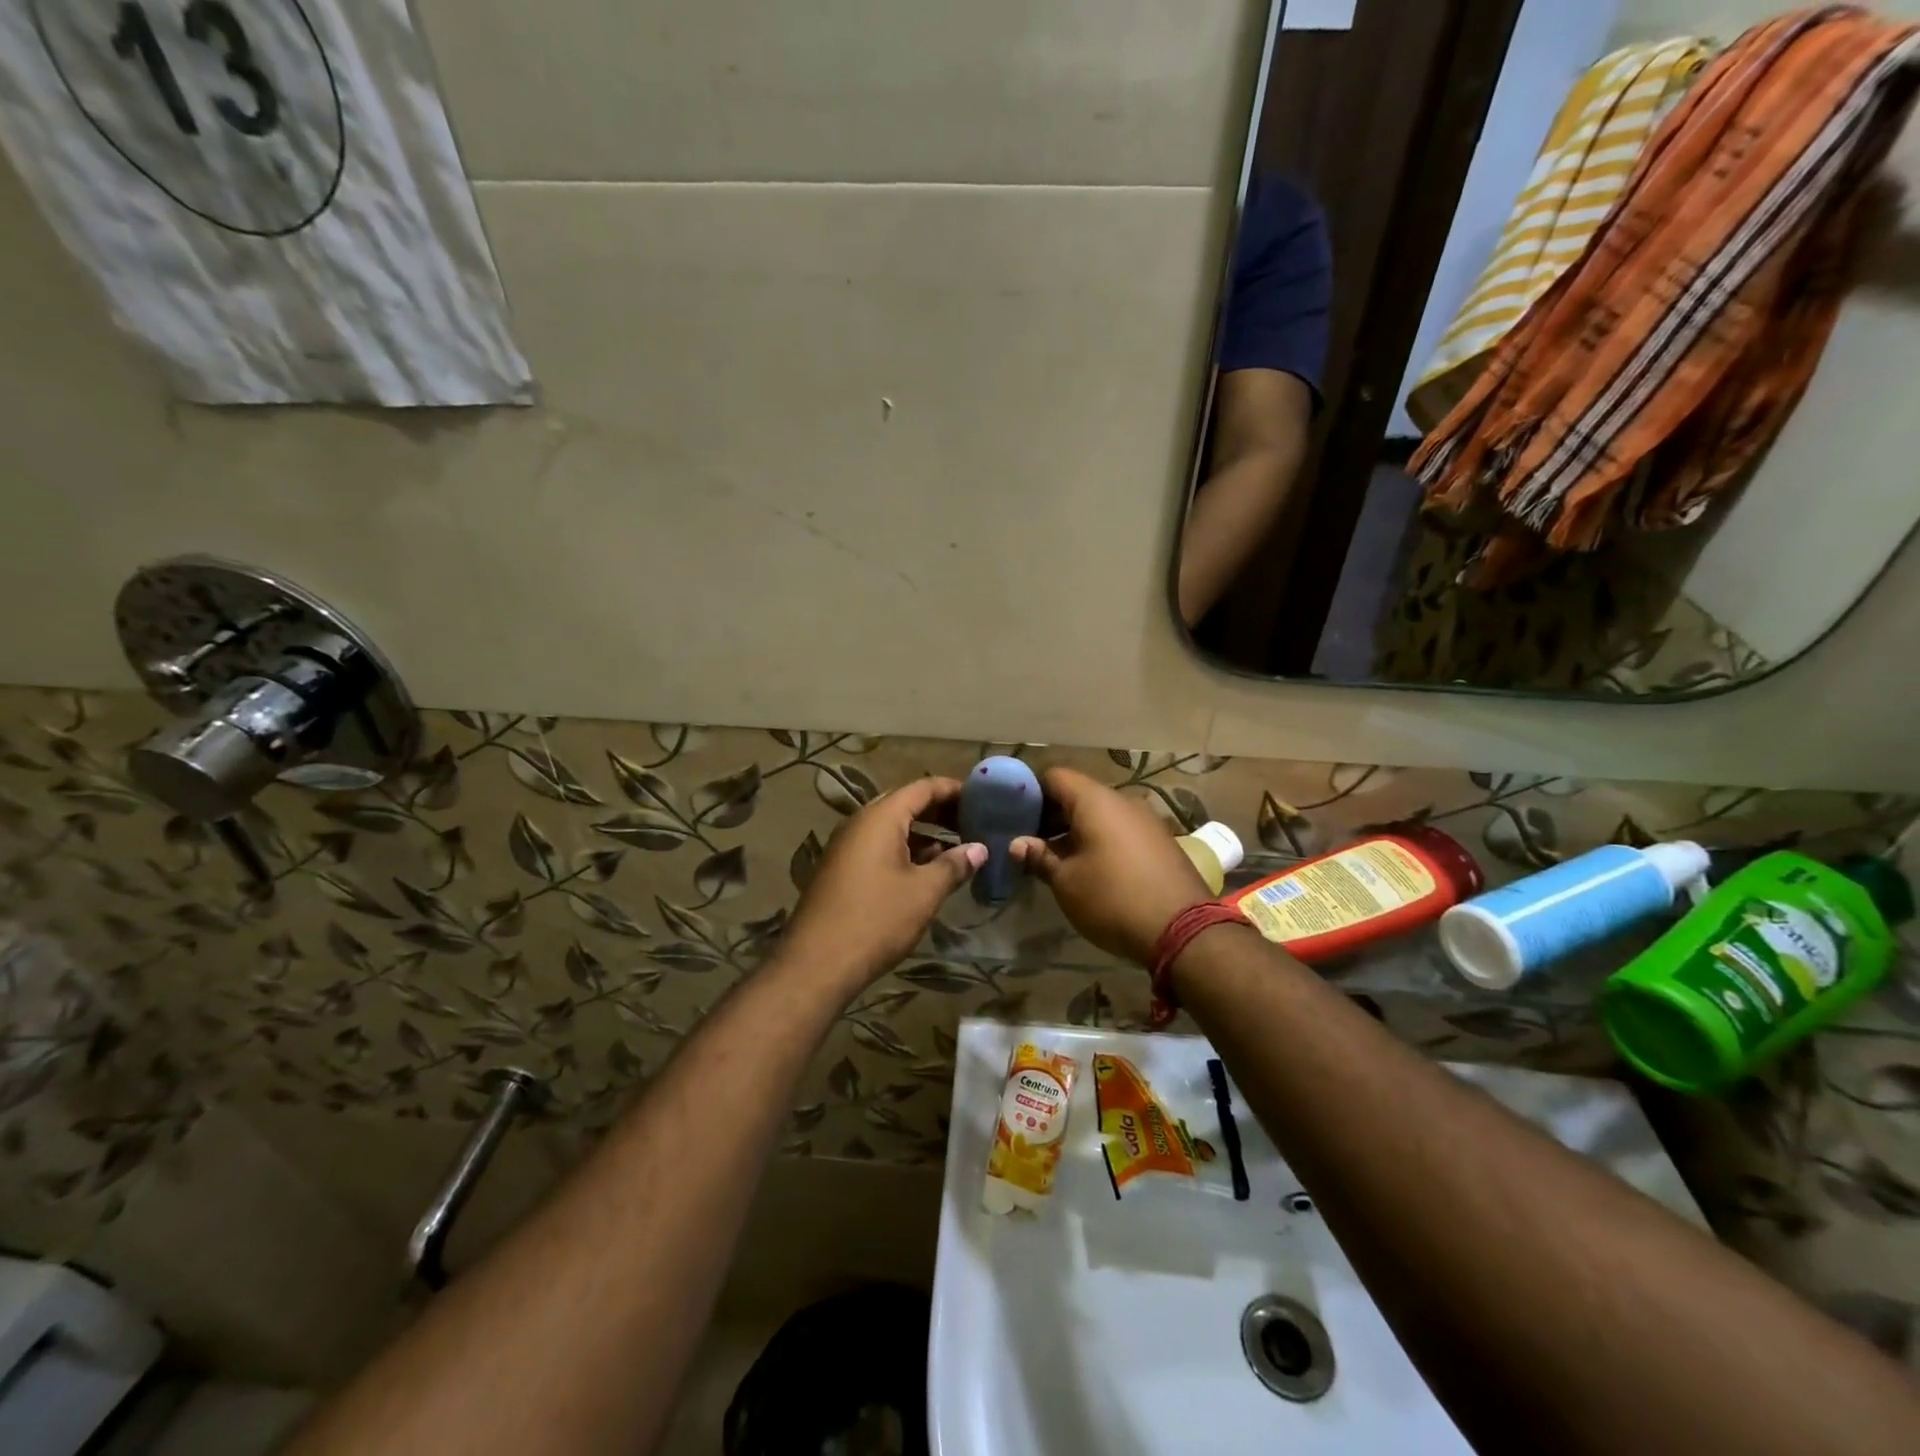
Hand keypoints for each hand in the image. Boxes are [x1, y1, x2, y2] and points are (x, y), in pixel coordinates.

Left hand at [779, 777, 985, 990]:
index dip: (954, 789)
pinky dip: (906, 850)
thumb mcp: (924, 892)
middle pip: (906, 804)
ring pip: (892, 827)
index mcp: (880, 818)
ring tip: (958, 846)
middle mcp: (860, 823)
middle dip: (941, 811)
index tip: (982, 798)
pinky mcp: (842, 870)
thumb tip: (979, 849)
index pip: (923, 787)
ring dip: (925, 833)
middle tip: (974, 822)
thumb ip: (954, 865)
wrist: (817, 963)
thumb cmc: (876, 919)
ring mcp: (847, 847)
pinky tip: (927, 870)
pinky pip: (879, 847)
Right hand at [1012, 767, 1212, 965]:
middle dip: (1052, 816)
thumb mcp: (1066, 882)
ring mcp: (1147, 820)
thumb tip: (1018, 844)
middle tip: (1031, 843)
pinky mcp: (1161, 841)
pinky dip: (1101, 840)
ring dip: (1076, 830)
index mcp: (1096, 800)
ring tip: (1057, 860)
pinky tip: (1092, 869)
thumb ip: (1039, 857)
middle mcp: (1123, 800)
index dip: (1030, 793)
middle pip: (1078, 794)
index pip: (1054, 776)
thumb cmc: (1113, 899)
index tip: (1014, 817)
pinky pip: (1121, 830)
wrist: (1183, 930)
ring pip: (1101, 814)